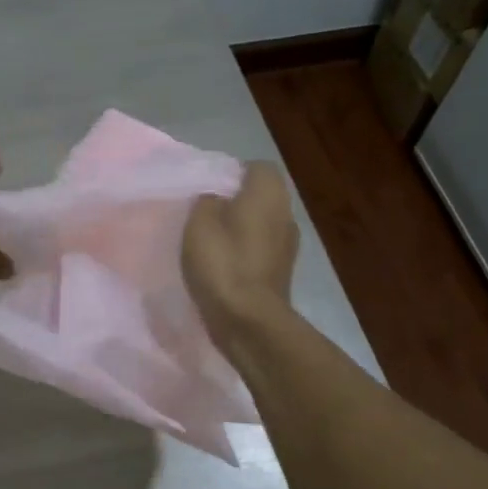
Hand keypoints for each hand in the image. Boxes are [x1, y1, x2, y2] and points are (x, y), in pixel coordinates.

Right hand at [183, 161, 299, 346]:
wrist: (249, 320)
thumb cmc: (223, 263)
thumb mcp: (199, 222)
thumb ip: (207, 201)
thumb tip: (217, 199)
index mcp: (269, 192)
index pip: (256, 167)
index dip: (231, 174)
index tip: (207, 189)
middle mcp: (286, 213)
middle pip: (260, 197)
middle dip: (236, 203)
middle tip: (204, 215)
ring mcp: (288, 245)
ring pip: (261, 225)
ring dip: (240, 230)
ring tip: (211, 243)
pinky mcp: (282, 272)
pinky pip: (261, 251)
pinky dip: (245, 254)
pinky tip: (223, 267)